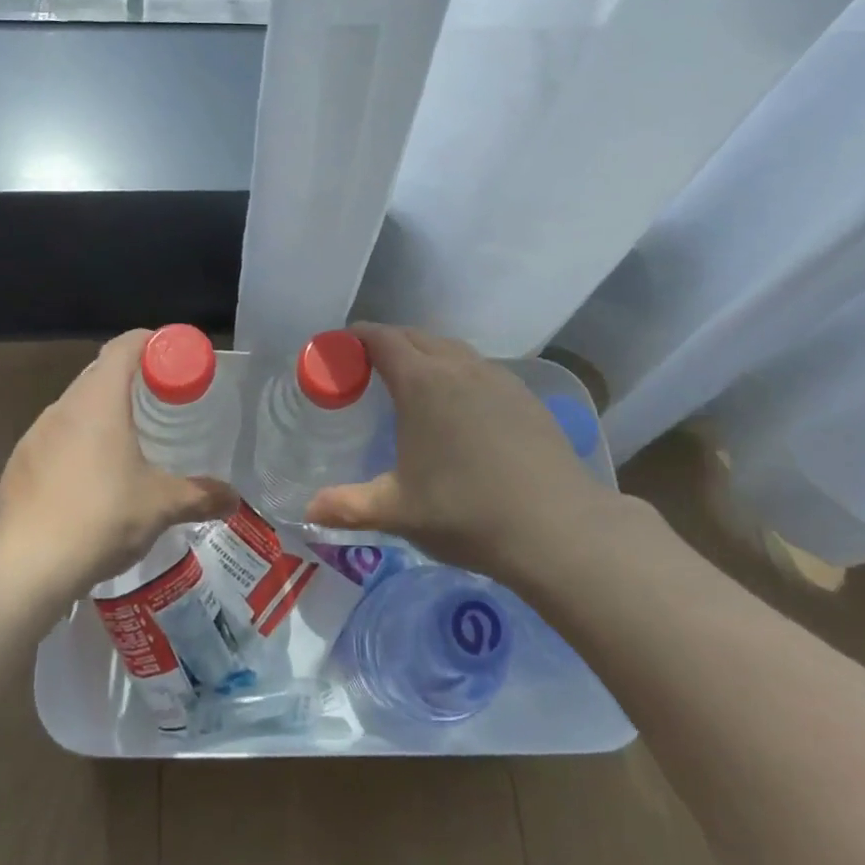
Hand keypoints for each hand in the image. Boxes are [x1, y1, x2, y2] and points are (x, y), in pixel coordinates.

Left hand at [0, 330, 236, 600]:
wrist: (21, 570)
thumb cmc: (99, 520)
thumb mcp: (160, 506)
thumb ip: (200, 496)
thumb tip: (233, 499)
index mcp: (98, 401)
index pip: (124, 346)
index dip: (151, 343)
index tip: (175, 360)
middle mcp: (63, 407)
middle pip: (100, 372)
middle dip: (133, 379)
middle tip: (164, 402)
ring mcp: (35, 435)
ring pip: (76, 406)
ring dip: (104, 413)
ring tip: (132, 441)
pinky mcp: (19, 465)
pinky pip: (57, 437)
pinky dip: (80, 442)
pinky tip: (94, 479)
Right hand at [304, 324, 603, 581]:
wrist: (557, 527)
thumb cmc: (466, 512)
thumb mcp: (398, 511)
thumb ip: (349, 506)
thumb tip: (308, 511)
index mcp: (422, 382)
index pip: (381, 338)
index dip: (356, 336)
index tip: (339, 348)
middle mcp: (459, 367)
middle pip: (415, 336)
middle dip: (387, 342)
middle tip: (367, 367)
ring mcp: (497, 377)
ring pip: (451, 349)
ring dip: (425, 353)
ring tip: (411, 382)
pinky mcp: (524, 395)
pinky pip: (479, 368)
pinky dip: (457, 371)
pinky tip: (459, 406)